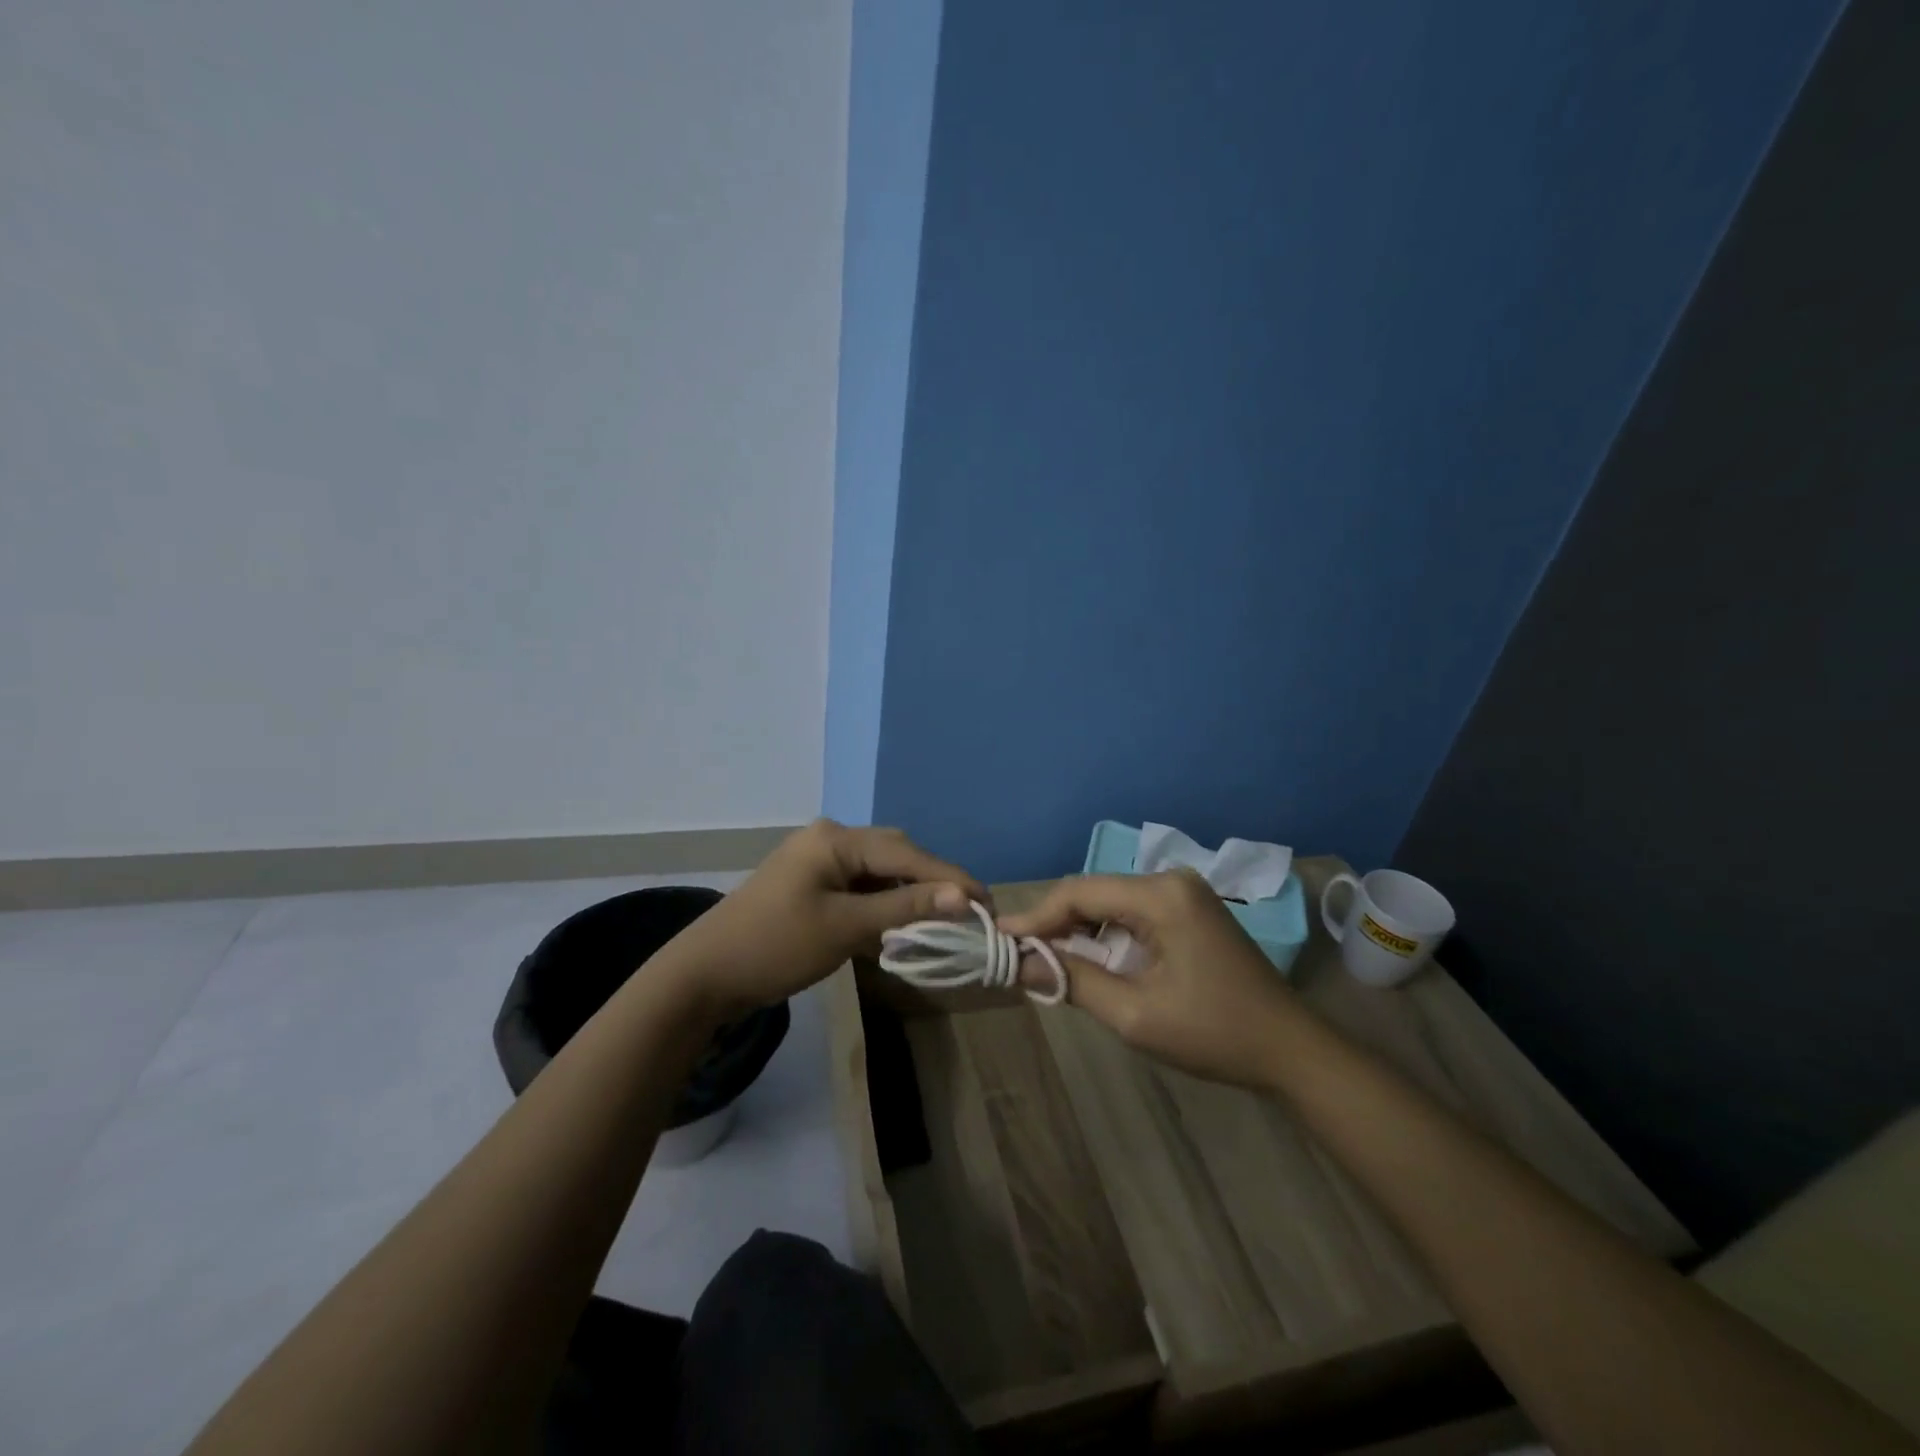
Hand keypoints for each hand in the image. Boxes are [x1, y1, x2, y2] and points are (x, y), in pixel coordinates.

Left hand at [666, 820, 984, 1022]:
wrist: (704, 976)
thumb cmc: (775, 946)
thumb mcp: (845, 928)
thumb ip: (904, 910)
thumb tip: (963, 897)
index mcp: (835, 839)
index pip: (905, 853)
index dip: (948, 877)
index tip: (986, 901)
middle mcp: (829, 840)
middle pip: (894, 856)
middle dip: (931, 883)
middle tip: (969, 911)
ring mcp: (818, 862)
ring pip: (879, 874)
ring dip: (907, 897)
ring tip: (944, 920)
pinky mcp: (813, 886)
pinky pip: (860, 889)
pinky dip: (883, 907)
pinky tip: (902, 926)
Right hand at [999, 870, 1304, 1088]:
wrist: (1291, 1050)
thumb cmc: (1214, 1033)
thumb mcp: (1135, 1014)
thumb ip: (1073, 981)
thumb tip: (1019, 964)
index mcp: (1161, 895)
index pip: (1079, 892)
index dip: (1035, 916)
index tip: (999, 939)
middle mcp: (1171, 880)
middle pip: (1094, 892)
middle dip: (1055, 923)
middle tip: (1019, 954)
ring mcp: (1185, 893)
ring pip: (1111, 902)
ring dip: (1079, 929)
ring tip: (1046, 959)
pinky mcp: (1191, 910)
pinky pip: (1134, 913)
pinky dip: (1107, 933)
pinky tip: (1090, 957)